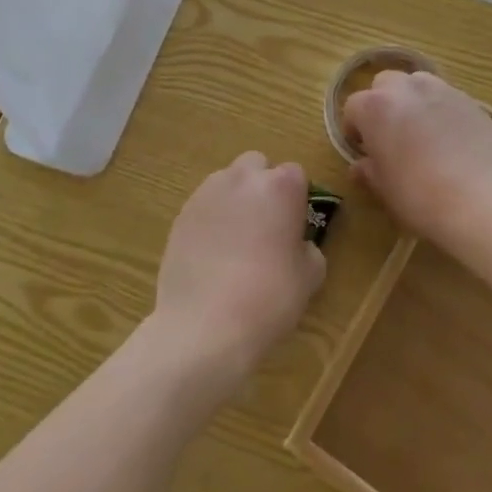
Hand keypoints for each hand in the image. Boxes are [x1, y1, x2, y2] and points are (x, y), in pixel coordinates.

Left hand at [151, 152, 325, 393]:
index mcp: (280, 186)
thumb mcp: (310, 277)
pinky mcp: (181, 214)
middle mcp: (243, 178)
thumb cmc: (269, 298)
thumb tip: (297, 245)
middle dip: (262, 186)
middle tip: (265, 225)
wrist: (205, 326)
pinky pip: (203, 206)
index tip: (294, 227)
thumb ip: (308, 249)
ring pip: (226, 182)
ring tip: (234, 241)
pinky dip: (210, 220)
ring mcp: (207, 193)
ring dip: (234, 200)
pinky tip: (211, 255)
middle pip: (256, 166)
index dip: (296, 199)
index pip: (295, 174)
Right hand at [343, 71, 491, 247]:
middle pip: (384, 84)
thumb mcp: (385, 189)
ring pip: (416, 83)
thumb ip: (369, 171)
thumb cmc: (420, 196)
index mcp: (375, 107)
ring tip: (421, 131)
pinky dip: (440, 109)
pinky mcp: (470, 99)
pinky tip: (450, 138)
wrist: (481, 199)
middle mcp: (405, 88)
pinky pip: (445, 97)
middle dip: (382, 104)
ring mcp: (441, 89)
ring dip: (412, 100)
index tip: (362, 149)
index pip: (353, 107)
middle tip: (390, 135)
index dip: (354, 128)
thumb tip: (361, 166)